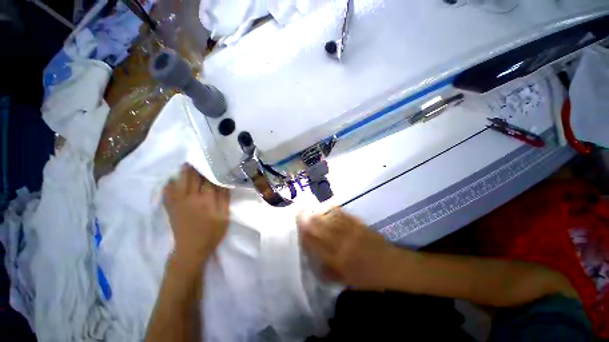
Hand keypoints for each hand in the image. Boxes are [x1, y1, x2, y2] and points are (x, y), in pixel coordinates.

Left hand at [163, 164, 229, 263]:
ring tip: (186, 165)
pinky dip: (168, 186)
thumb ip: (224, 200)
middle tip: (198, 160)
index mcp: (206, 199)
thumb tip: (224, 184)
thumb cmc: (211, 233)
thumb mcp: (224, 217)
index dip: (211, 172)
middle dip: (196, 169)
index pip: (209, 181)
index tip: (214, 164)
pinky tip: (171, 181)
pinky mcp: (171, 209)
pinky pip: (167, 194)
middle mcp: (191, 197)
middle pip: (193, 178)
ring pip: (180, 182)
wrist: (191, 249)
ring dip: (183, 173)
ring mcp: (179, 202)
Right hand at [297, 209, 399, 289]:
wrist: (393, 266)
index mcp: (339, 260)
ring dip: (320, 213)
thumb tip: (316, 265)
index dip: (306, 236)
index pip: (317, 246)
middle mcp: (343, 244)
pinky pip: (345, 216)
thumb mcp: (349, 281)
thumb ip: (331, 273)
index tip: (298, 228)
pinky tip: (329, 205)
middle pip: (322, 230)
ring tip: (310, 207)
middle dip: (309, 221)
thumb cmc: (370, 278)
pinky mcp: (360, 225)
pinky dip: (335, 210)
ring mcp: (352, 232)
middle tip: (300, 212)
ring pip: (332, 221)